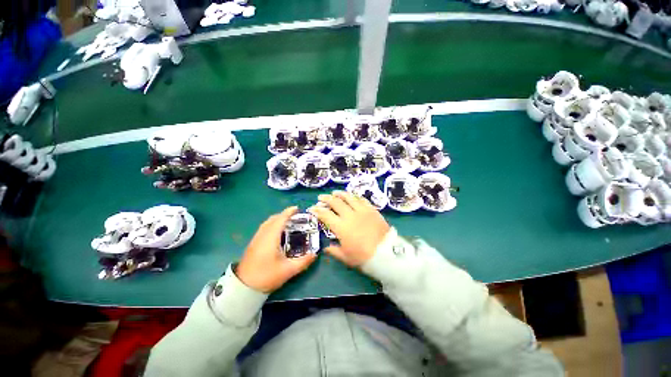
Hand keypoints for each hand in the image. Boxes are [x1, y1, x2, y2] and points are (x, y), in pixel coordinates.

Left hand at [236, 207, 316, 292]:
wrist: (244, 287)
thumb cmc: (267, 276)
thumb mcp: (289, 270)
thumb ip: (304, 261)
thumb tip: (315, 254)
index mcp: (271, 237)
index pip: (281, 219)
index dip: (289, 212)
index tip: (297, 208)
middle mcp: (263, 234)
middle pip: (273, 219)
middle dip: (284, 214)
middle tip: (295, 216)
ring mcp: (256, 238)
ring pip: (267, 222)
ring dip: (277, 218)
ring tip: (287, 221)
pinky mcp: (253, 243)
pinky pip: (264, 227)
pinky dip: (272, 224)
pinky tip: (277, 231)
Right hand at [309, 191, 389, 266]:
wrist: (387, 253)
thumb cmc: (364, 257)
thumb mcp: (346, 257)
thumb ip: (334, 251)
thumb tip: (326, 248)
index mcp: (341, 227)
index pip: (325, 215)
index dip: (317, 210)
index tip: (312, 208)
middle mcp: (350, 215)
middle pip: (335, 202)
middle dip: (326, 198)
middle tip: (321, 197)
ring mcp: (361, 211)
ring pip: (349, 197)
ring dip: (340, 194)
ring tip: (335, 193)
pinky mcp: (371, 209)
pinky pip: (362, 199)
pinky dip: (355, 197)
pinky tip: (352, 196)